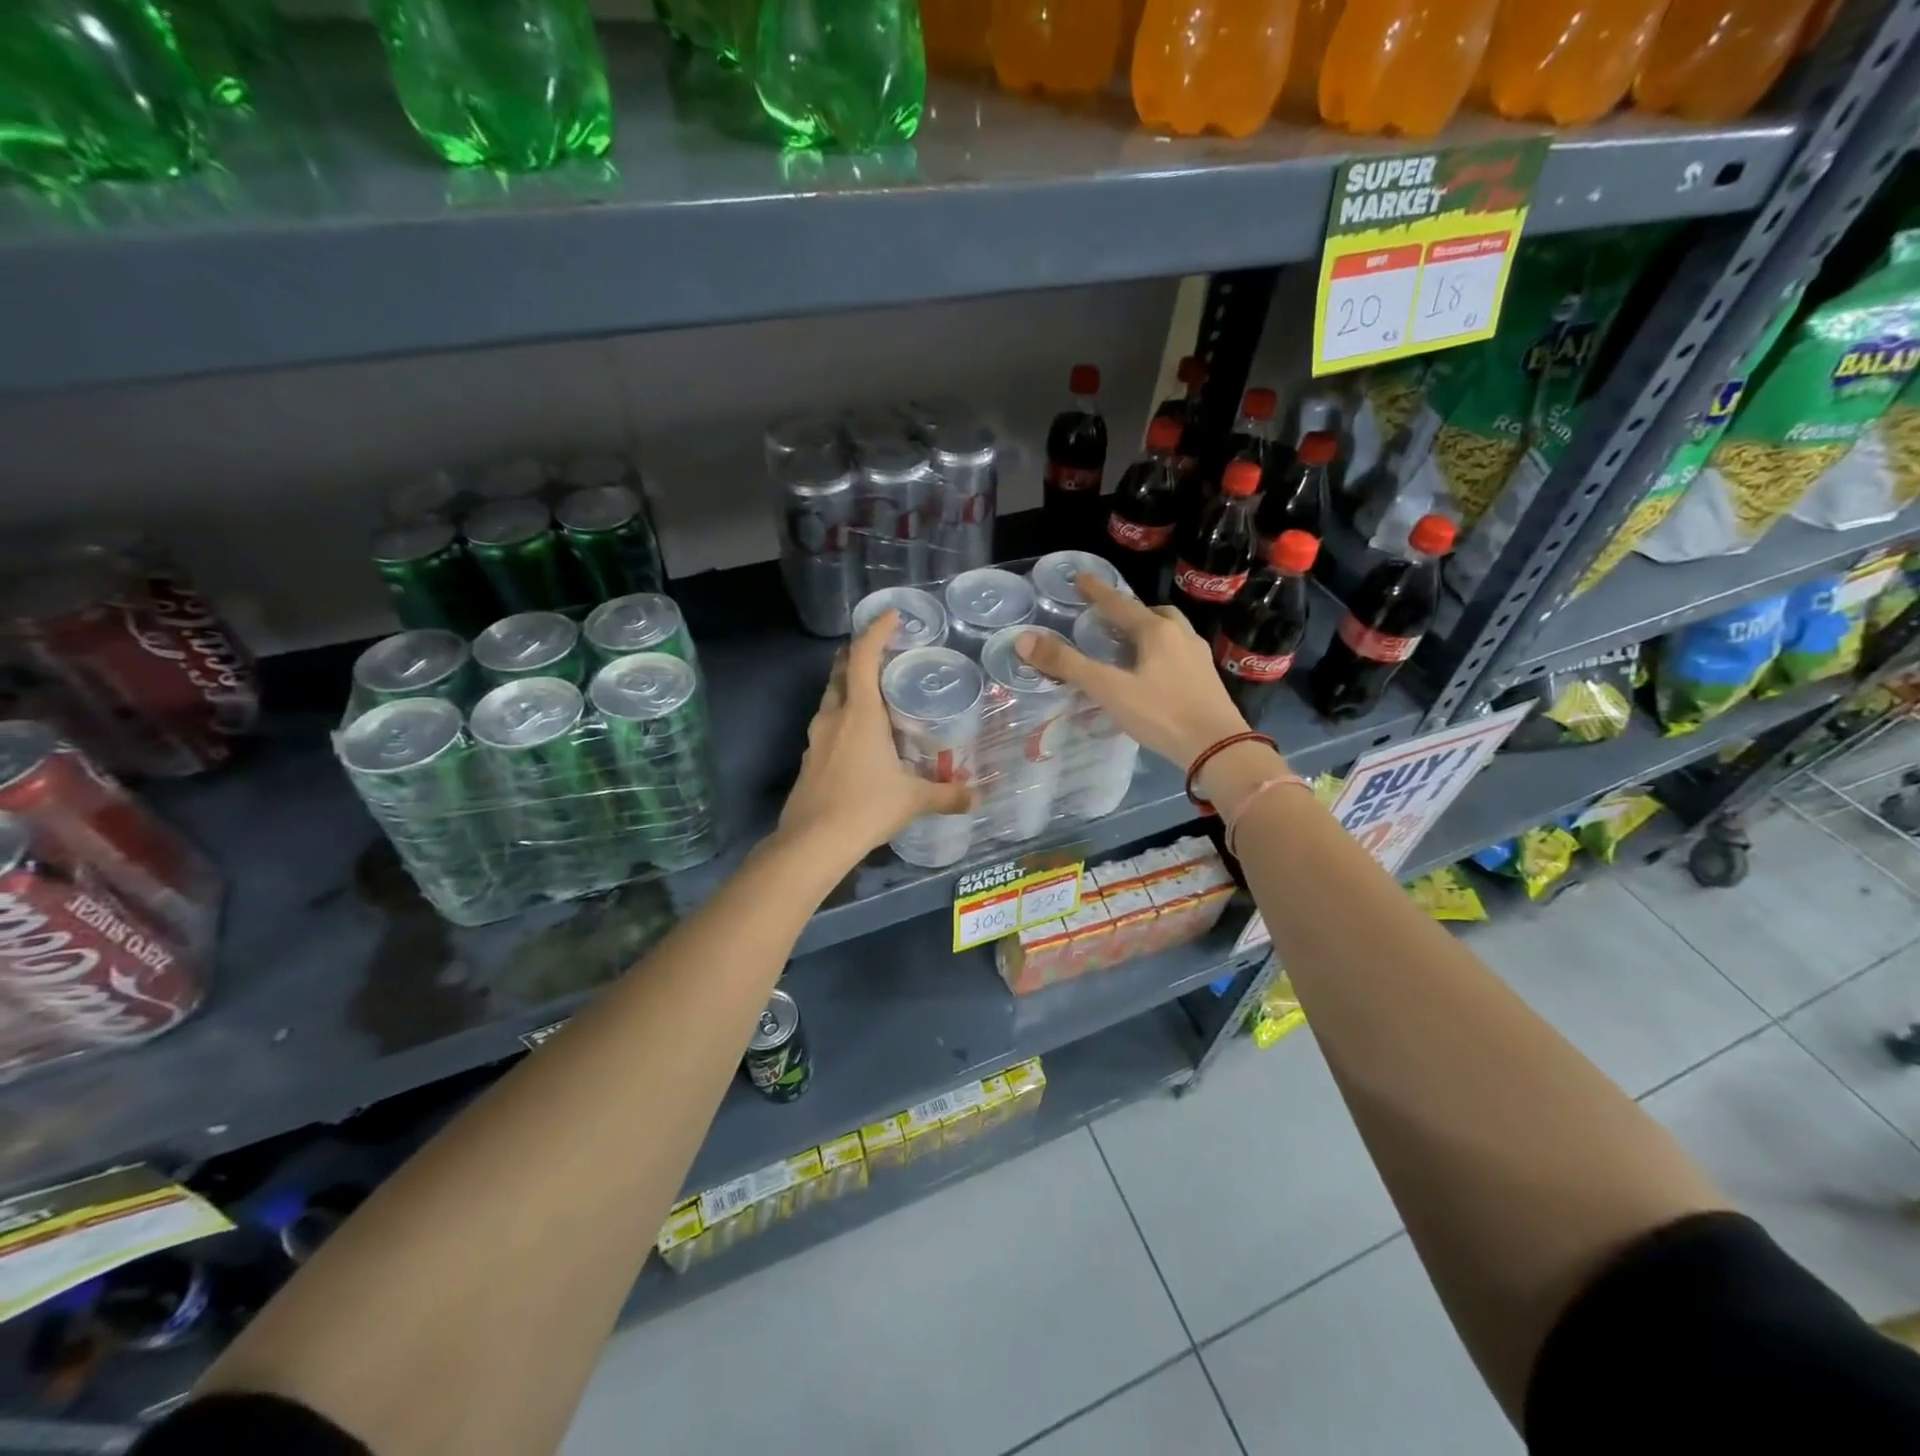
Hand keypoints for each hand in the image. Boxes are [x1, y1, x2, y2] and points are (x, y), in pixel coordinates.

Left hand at [777, 610, 973, 860]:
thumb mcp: (912, 800)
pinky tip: (859, 739)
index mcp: (860, 714)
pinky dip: (843, 719)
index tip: (891, 615)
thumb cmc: (865, 808)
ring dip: (847, 687)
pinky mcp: (809, 760)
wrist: (812, 843)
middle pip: (840, 672)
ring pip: (831, 699)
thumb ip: (947, 795)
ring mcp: (816, 739)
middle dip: (856, 655)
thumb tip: (976, 798)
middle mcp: (834, 717)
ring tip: (873, 694)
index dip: (875, 631)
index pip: (862, 657)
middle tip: (881, 652)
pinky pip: (827, 726)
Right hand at [1015, 575, 1253, 770]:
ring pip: (1169, 632)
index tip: (1080, 578)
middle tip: (1108, 621)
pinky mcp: (1206, 679)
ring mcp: (1197, 657)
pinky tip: (1151, 674)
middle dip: (1129, 612)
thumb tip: (1024, 639)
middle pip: (1152, 613)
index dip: (1097, 591)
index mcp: (1156, 630)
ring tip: (1128, 647)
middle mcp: (1180, 635)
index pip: (1120, 603)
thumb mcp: (1108, 689)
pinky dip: (1160, 653)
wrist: (1218, 747)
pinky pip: (1178, 653)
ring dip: (1148, 632)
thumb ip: (1068, 664)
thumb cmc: (1161, 713)